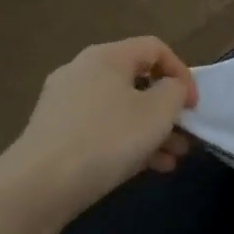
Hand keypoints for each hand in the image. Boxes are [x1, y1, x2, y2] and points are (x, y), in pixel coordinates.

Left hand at [7, 38, 198, 216]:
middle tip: (186, 134)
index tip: (193, 106)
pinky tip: (149, 168)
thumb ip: (175, 91)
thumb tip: (170, 89)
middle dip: (169, 110)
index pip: (156, 48)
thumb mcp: (159, 111)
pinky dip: (128, 142)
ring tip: (173, 158)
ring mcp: (65, 103)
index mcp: (106, 57)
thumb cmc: (109, 138)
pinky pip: (103, 128)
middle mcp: (82, 71)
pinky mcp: (56, 133)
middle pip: (139, 81)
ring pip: (123, 109)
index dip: (182, 73)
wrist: (40, 185)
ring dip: (153, 131)